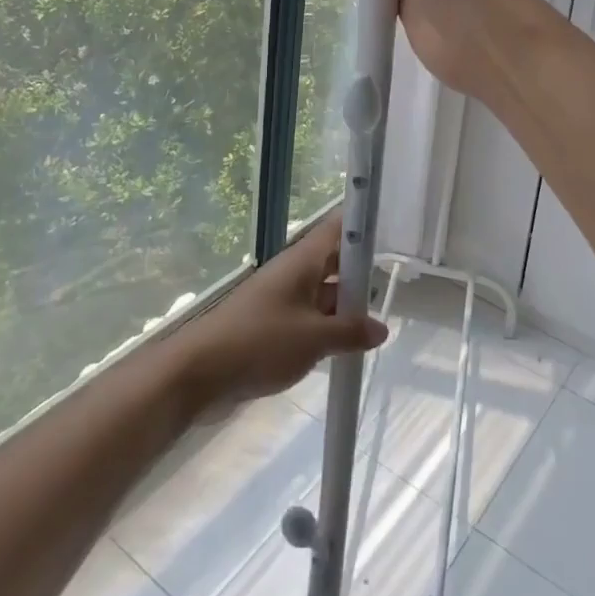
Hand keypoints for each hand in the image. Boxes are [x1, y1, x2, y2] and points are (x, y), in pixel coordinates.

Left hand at [168, 212, 386, 419]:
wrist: (200, 372)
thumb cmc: (260, 342)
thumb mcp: (313, 339)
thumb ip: (350, 332)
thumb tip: (380, 328)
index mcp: (303, 260)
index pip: (338, 228)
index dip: (363, 223)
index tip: (391, 228)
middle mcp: (294, 272)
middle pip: (334, 261)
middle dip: (361, 273)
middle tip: (394, 286)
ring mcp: (282, 298)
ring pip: (323, 292)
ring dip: (346, 306)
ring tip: (377, 325)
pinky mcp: (273, 324)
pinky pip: (309, 317)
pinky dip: (328, 327)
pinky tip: (346, 348)